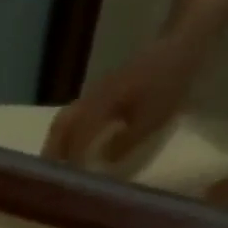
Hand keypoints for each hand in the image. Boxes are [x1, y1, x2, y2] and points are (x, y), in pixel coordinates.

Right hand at [44, 33, 207, 166]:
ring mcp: (94, 93)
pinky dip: (68, 134)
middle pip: (60, 127)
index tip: (68, 185)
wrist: (181, 41)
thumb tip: (102, 160)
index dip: (71, 163)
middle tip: (47, 178)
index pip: (77, 139)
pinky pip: (75, 116)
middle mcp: (91, 99)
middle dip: (51, 153)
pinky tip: (73, 147)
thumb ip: (125, 141)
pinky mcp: (101, 92)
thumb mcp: (153, 117)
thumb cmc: (169, 82)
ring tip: (55, 167)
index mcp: (102, 105)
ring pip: (64, 121)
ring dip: (56, 144)